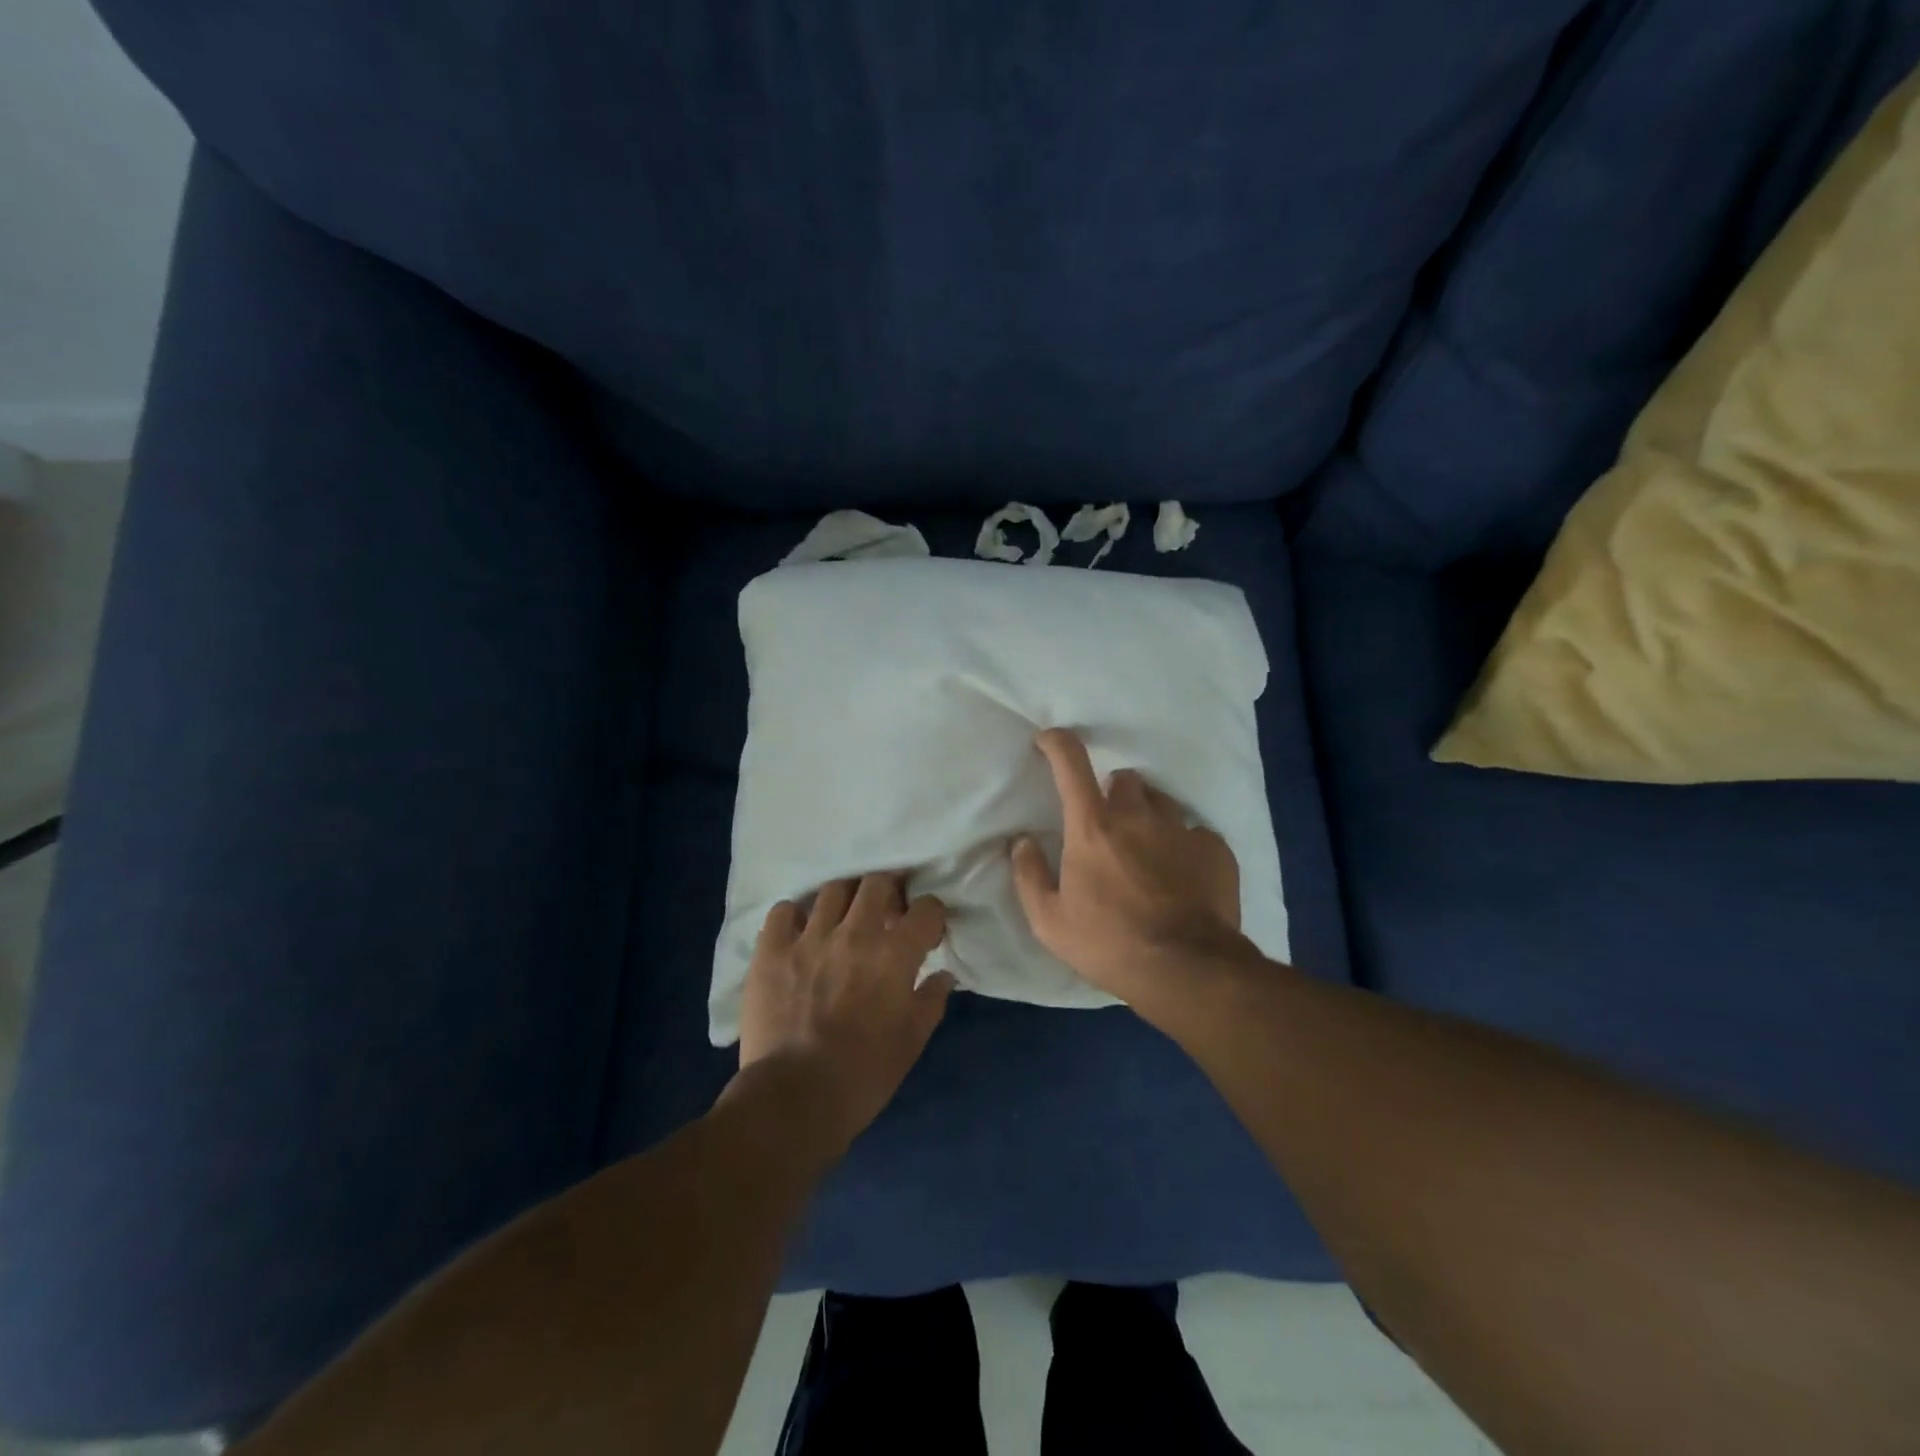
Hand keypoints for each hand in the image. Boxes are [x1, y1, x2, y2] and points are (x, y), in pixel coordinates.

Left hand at [737, 873, 952, 1154]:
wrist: (795, 1098)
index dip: (930, 916)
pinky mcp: (771, 950)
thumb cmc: (864, 1074)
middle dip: (889, 891)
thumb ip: (931, 1000)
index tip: (926, 933)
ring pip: (833, 890)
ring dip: (845, 900)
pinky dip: (794, 917)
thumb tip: (943, 975)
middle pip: (878, 882)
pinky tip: (799, 933)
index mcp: (895, 954)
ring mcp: (809, 937)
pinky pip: (783, 911)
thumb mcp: (912, 1041)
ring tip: (842, 919)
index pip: (926, 908)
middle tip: (886, 913)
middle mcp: (855, 933)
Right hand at [1012, 728, 1245, 1012]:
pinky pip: (1196, 832)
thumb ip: (1029, 875)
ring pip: (1161, 802)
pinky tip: (1183, 875)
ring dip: (1149, 816)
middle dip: (1113, 793)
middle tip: (1108, 826)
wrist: (1187, 970)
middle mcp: (1138, 816)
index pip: (1071, 764)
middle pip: (1124, 778)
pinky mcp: (1215, 850)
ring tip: (1148, 851)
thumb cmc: (1109, 944)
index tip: (1049, 740)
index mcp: (1093, 827)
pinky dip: (1185, 846)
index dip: (1057, 743)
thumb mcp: (1050, 921)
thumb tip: (1021, 842)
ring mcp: (1181, 830)